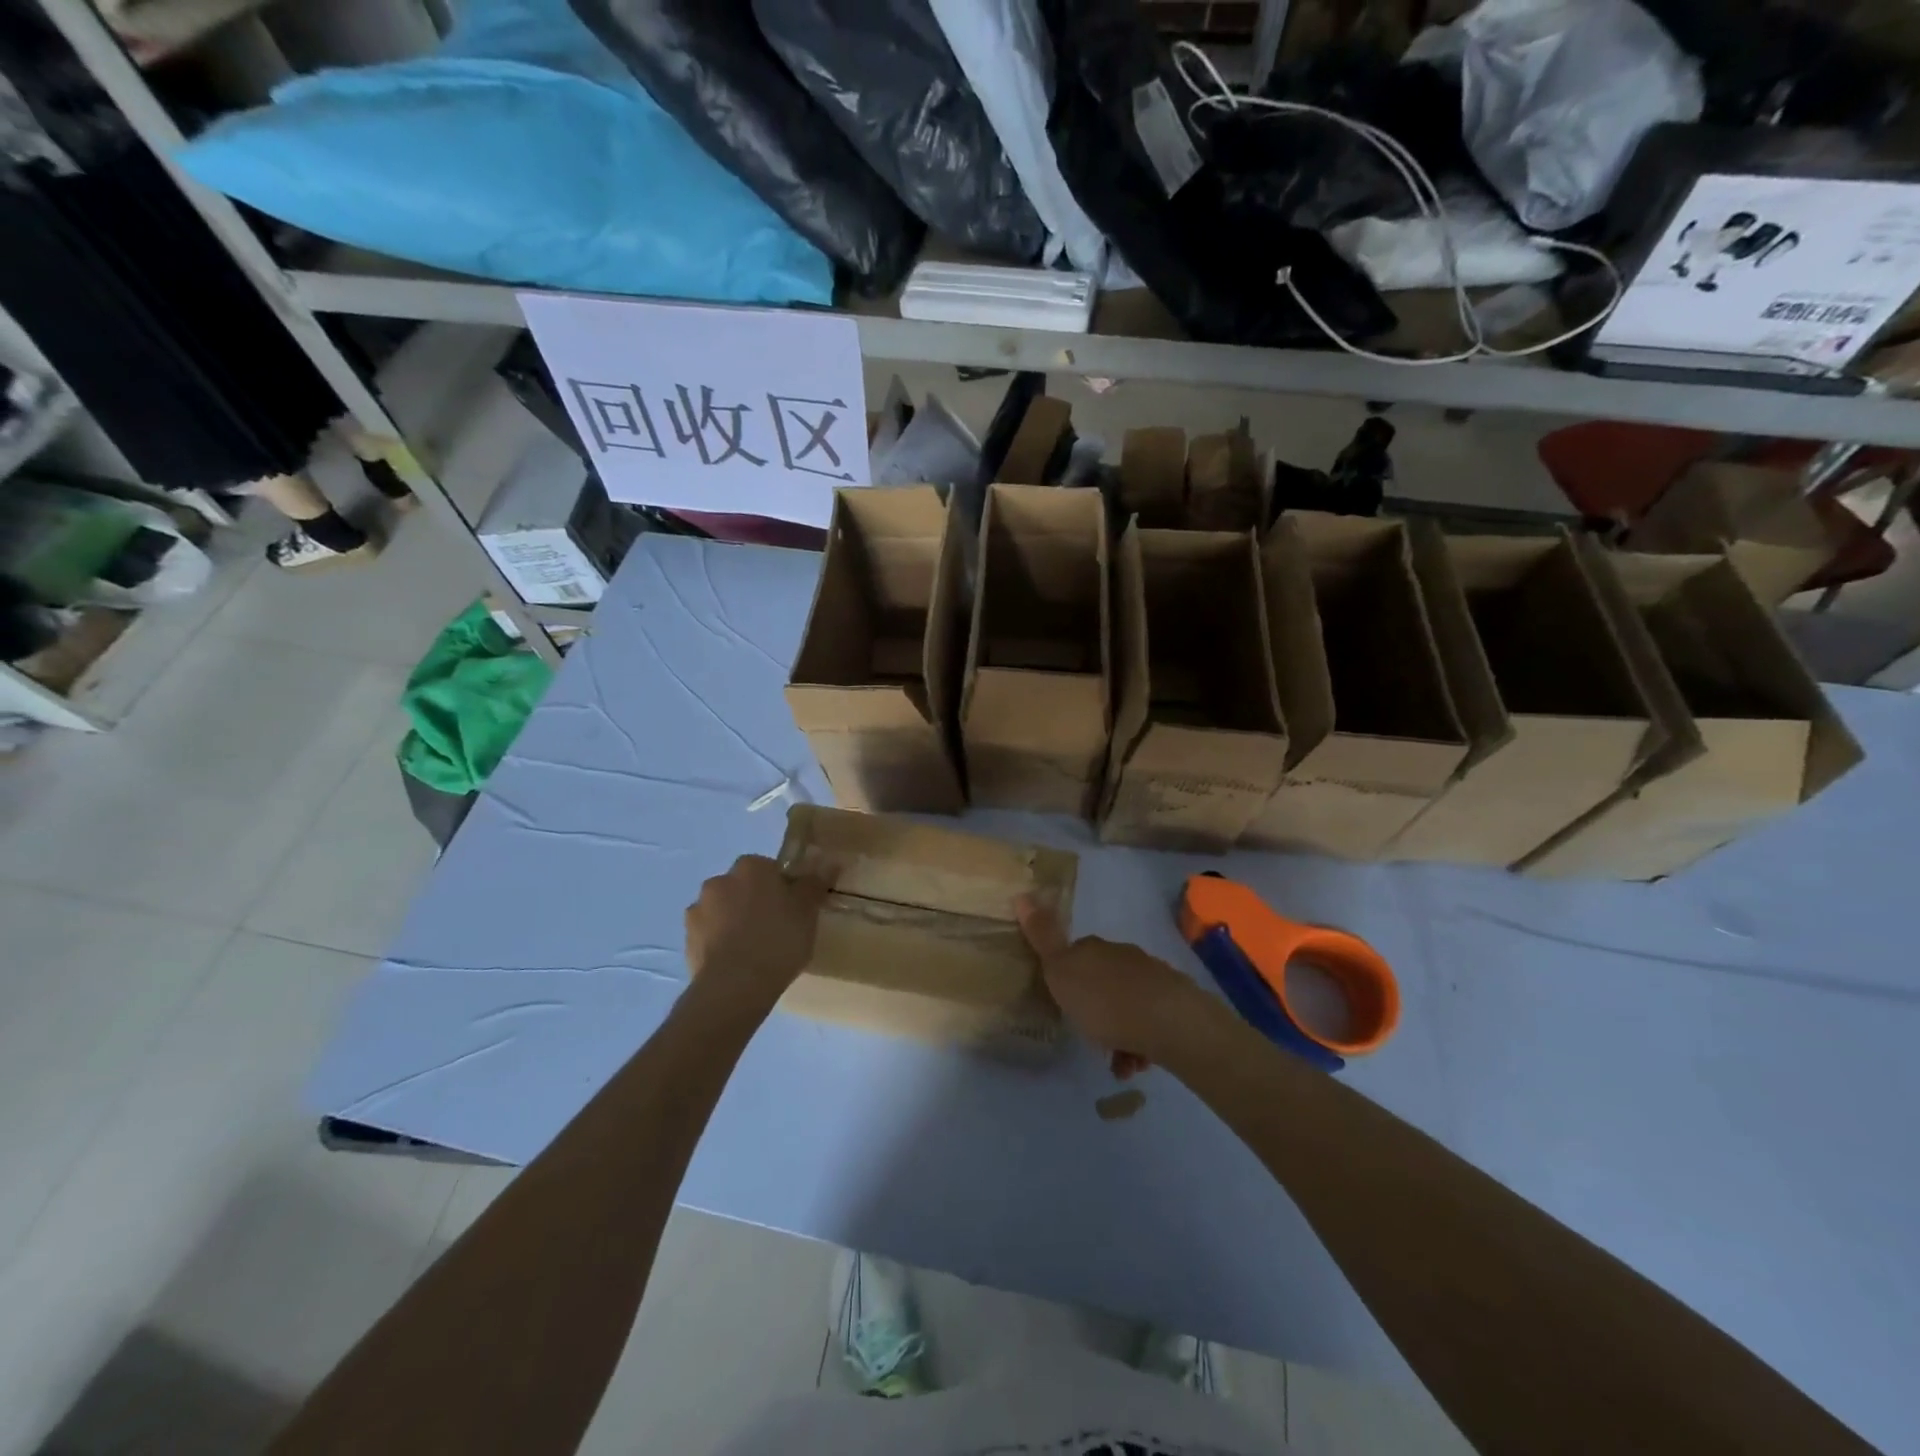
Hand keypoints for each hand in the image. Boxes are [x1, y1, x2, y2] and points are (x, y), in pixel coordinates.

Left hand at [685, 855, 830, 1013]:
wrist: (736, 985)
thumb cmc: (779, 939)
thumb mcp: (808, 910)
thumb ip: (815, 882)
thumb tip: (829, 860)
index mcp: (750, 867)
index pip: (768, 868)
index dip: (781, 888)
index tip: (792, 910)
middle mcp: (719, 881)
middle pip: (742, 887)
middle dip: (754, 902)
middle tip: (776, 929)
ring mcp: (698, 911)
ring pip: (723, 911)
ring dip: (734, 922)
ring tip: (755, 951)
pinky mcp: (687, 940)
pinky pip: (709, 936)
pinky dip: (721, 944)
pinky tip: (737, 964)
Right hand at [1015, 896, 1208, 1078]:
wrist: (1169, 1022)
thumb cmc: (1105, 1000)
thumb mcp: (1061, 970)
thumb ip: (1043, 938)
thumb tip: (1022, 895)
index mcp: (1094, 948)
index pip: (1075, 953)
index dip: (1067, 976)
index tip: (1063, 1000)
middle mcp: (1123, 956)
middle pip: (1103, 979)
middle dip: (1095, 1007)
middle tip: (1087, 1034)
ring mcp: (1152, 978)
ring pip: (1127, 1004)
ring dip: (1119, 1032)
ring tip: (1116, 1062)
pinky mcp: (1174, 1004)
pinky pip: (1149, 1024)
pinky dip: (1140, 1044)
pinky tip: (1136, 1064)